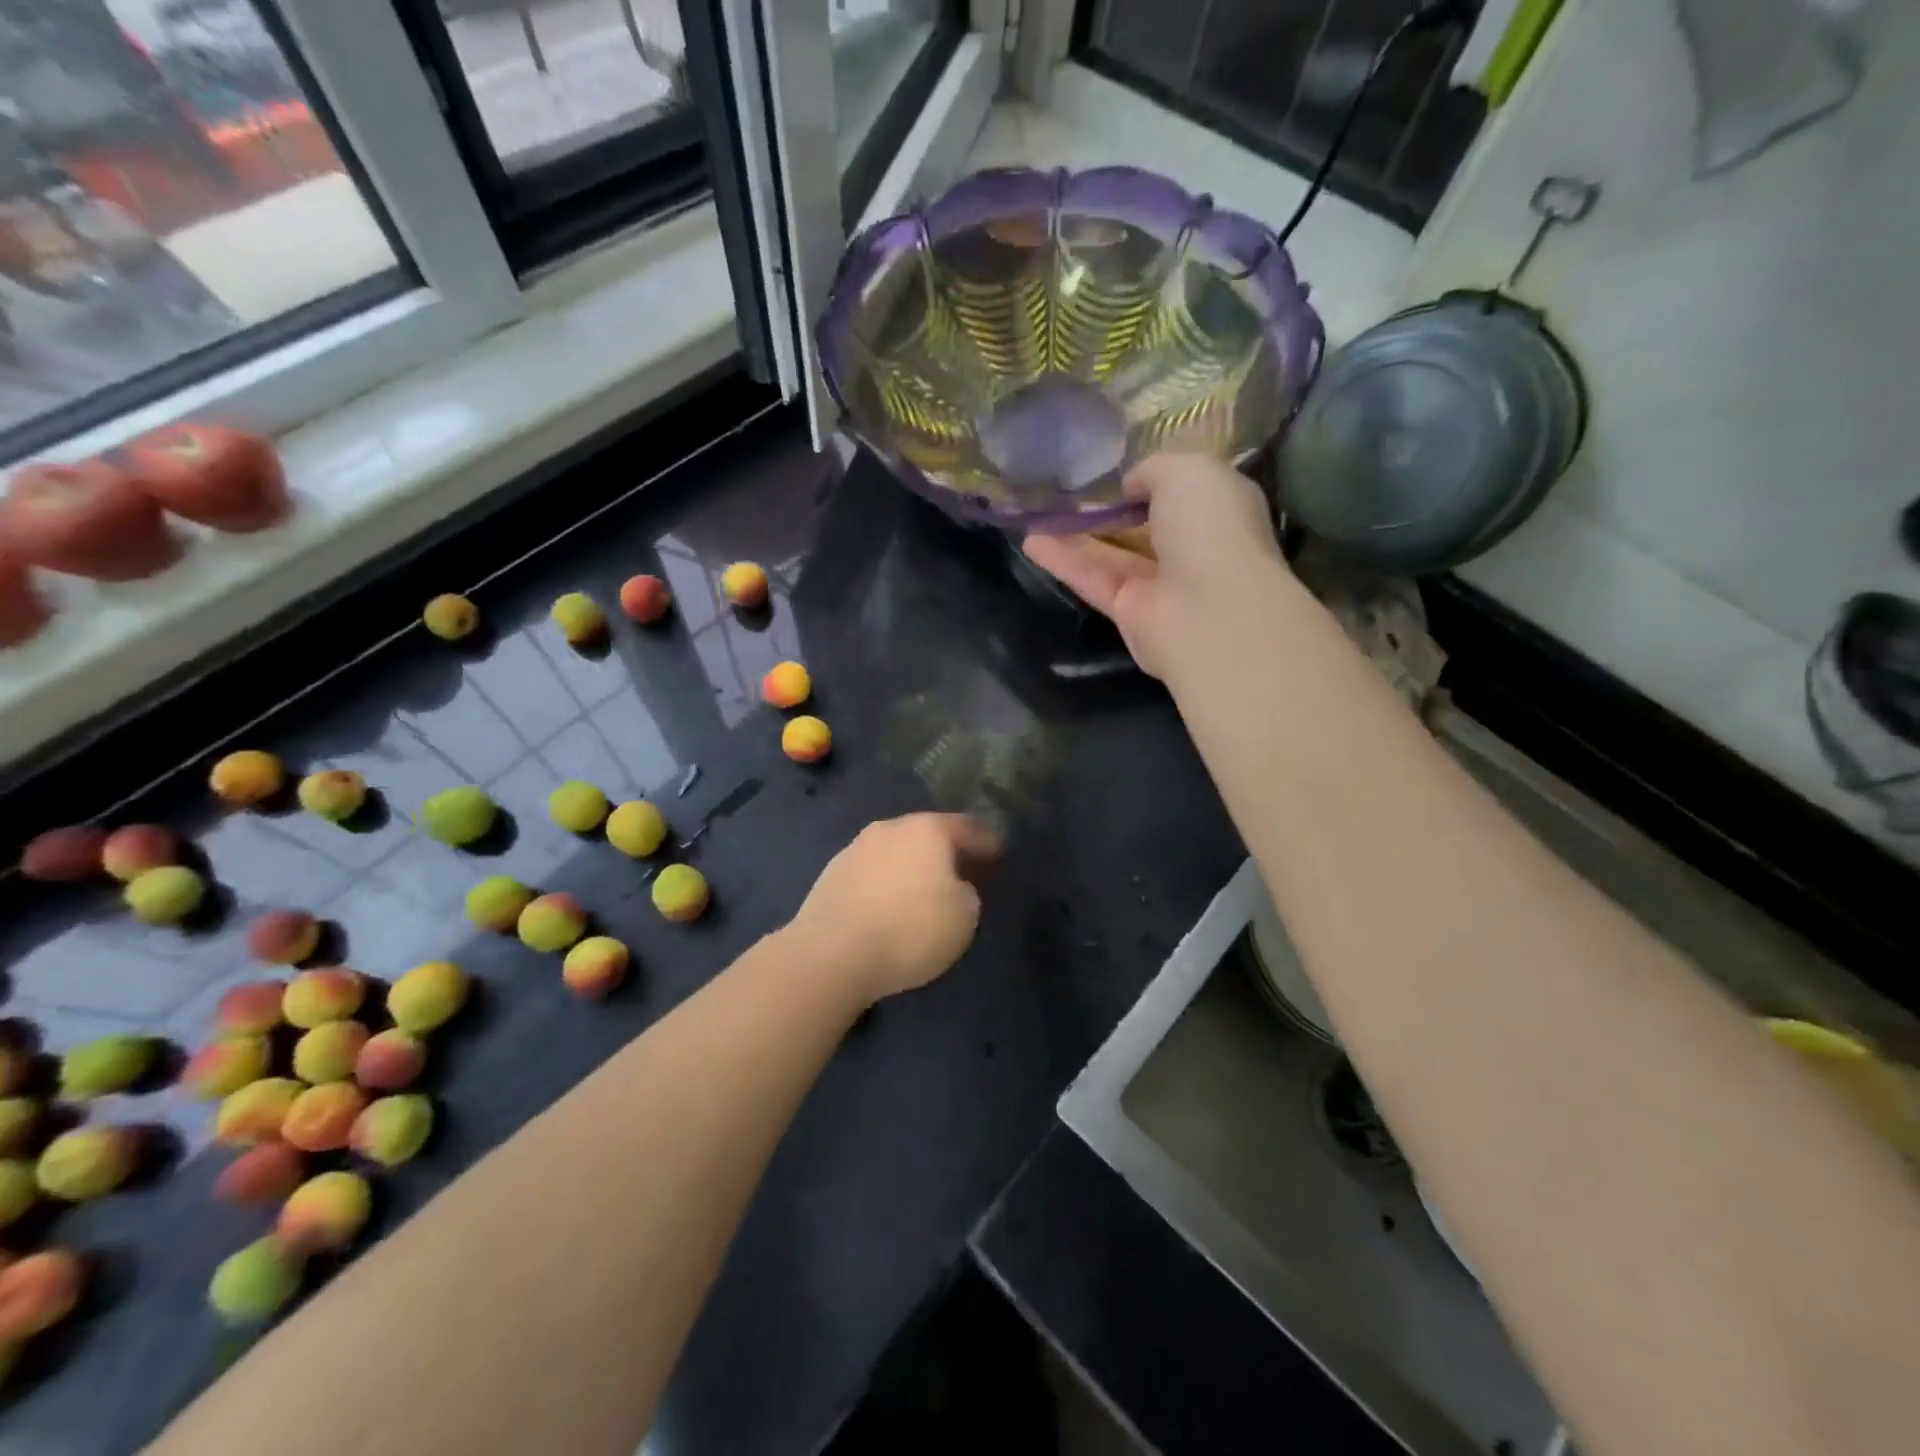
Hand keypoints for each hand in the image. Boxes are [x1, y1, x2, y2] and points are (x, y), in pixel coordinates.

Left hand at [787, 813, 1001, 1004]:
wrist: (831, 953)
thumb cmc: (910, 929)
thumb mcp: (965, 917)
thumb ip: (967, 893)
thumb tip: (953, 887)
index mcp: (928, 830)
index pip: (968, 828)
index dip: (988, 843)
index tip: (999, 855)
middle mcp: (890, 828)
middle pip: (928, 835)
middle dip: (946, 852)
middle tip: (963, 872)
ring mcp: (856, 849)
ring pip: (896, 852)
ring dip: (911, 867)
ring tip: (923, 892)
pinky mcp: (831, 875)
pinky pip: (872, 874)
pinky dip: (885, 885)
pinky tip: (889, 906)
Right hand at [1022, 454, 1285, 679]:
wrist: (1211, 609)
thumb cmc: (1209, 527)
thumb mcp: (1184, 470)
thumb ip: (1151, 470)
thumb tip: (1128, 487)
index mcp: (1216, 508)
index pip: (1178, 490)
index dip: (1143, 479)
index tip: (1106, 468)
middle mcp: (1190, 547)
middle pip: (1140, 525)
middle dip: (1105, 509)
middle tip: (1062, 489)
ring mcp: (1159, 584)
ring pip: (1111, 553)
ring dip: (1074, 534)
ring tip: (1034, 512)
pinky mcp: (1129, 612)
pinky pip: (1093, 580)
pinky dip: (1064, 561)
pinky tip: (1031, 541)